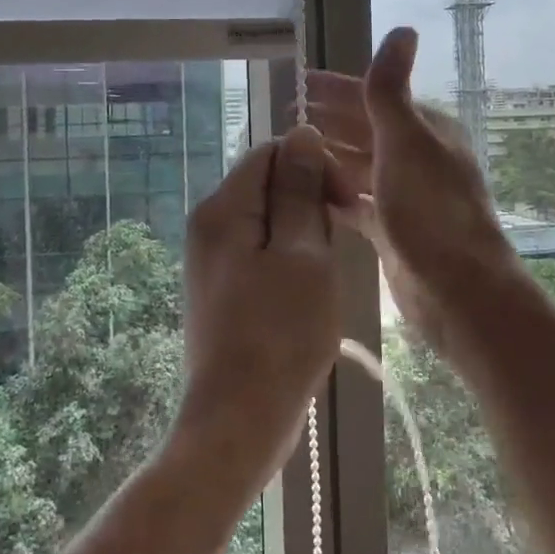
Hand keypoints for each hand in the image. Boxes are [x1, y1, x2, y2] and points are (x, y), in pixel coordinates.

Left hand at [172, 124, 344, 494]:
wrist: (239, 420)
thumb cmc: (279, 335)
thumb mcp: (302, 254)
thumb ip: (299, 190)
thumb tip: (301, 133)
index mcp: (223, 209)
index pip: (272, 152)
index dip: (314, 166)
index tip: (345, 203)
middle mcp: (209, 225)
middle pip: (268, 184)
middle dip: (309, 203)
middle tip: (335, 248)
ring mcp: (213, 259)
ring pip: (270, 221)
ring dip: (305, 236)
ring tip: (324, 276)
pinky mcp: (223, 288)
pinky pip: (263, 251)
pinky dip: (291, 261)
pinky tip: (308, 294)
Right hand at [308, 28, 521, 358]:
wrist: (458, 289)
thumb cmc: (430, 209)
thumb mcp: (406, 141)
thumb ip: (391, 90)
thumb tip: (403, 29)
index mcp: (425, 131)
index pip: (374, 98)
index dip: (336, 89)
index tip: (298, 83)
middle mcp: (417, 159)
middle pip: (365, 131)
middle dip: (328, 122)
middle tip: (283, 117)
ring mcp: (406, 196)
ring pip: (359, 167)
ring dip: (328, 157)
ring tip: (289, 153)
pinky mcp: (394, 231)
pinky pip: (358, 203)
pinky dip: (335, 194)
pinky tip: (310, 192)